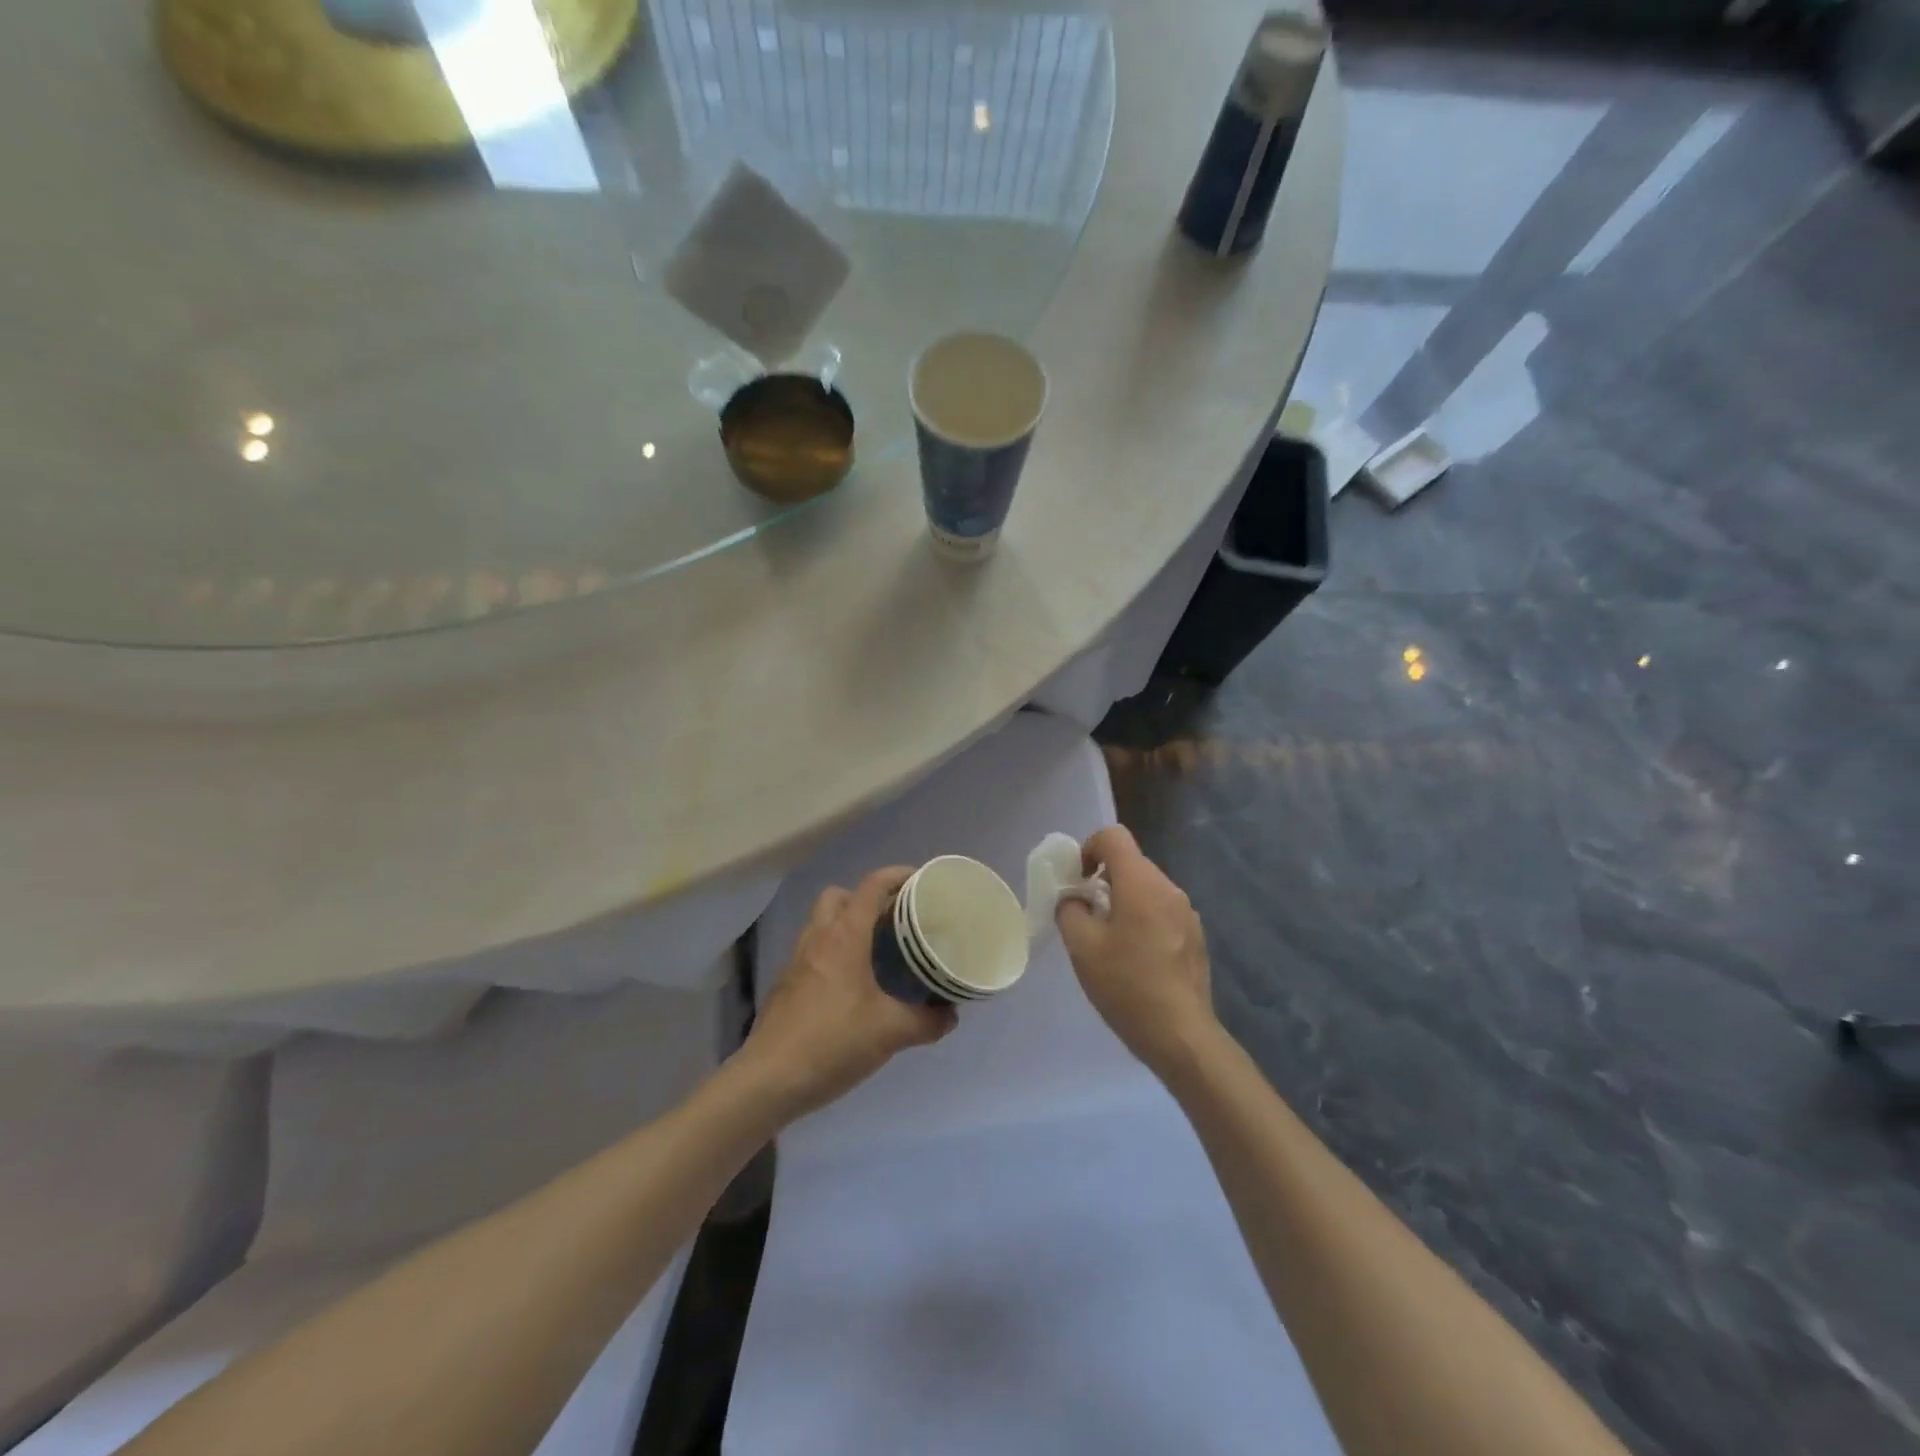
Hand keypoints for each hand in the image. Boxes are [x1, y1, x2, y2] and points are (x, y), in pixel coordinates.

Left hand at [742, 867, 957, 1119]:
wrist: (768, 1080)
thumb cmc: (832, 1042)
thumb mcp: (890, 1033)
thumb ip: (926, 1021)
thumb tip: (950, 1014)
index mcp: (844, 936)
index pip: (872, 885)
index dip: (898, 875)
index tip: (922, 882)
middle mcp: (818, 938)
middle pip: (840, 896)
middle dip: (867, 898)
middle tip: (894, 920)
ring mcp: (797, 961)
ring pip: (822, 923)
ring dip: (848, 925)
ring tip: (877, 951)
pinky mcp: (786, 986)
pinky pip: (813, 952)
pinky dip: (833, 954)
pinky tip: (852, 986)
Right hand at [1057, 826, 1215, 1076]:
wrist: (1180, 1034)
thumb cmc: (1126, 985)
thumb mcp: (1082, 947)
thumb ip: (1070, 910)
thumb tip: (1075, 898)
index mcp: (1141, 883)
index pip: (1113, 837)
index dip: (1088, 848)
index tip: (1077, 880)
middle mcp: (1169, 888)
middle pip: (1131, 863)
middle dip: (1103, 879)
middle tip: (1086, 915)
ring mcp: (1187, 912)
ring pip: (1146, 888)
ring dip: (1123, 900)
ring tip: (1109, 940)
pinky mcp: (1194, 936)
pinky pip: (1161, 910)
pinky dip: (1142, 918)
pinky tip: (1135, 958)